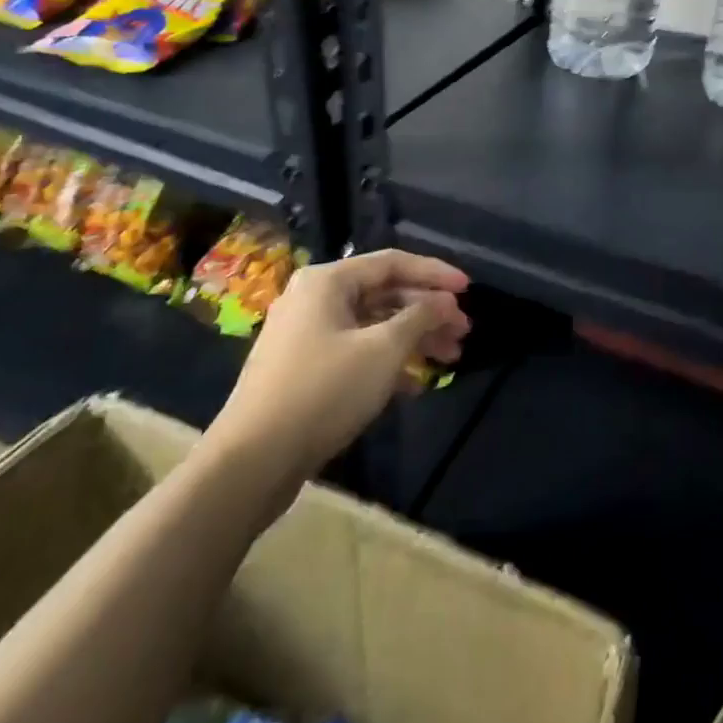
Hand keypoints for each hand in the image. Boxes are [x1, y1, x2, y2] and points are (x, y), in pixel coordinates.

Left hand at [208, 248, 470, 469]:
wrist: (253, 460)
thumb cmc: (324, 391)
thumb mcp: (383, 350)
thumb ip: (420, 317)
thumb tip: (445, 303)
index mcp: (328, 281)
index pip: (393, 262)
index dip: (435, 274)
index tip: (469, 290)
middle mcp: (315, 298)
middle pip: (385, 294)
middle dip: (428, 312)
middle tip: (463, 332)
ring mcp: (306, 334)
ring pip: (373, 325)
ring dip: (413, 339)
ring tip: (449, 358)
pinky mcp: (304, 368)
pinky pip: (356, 351)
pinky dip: (387, 362)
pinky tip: (415, 385)